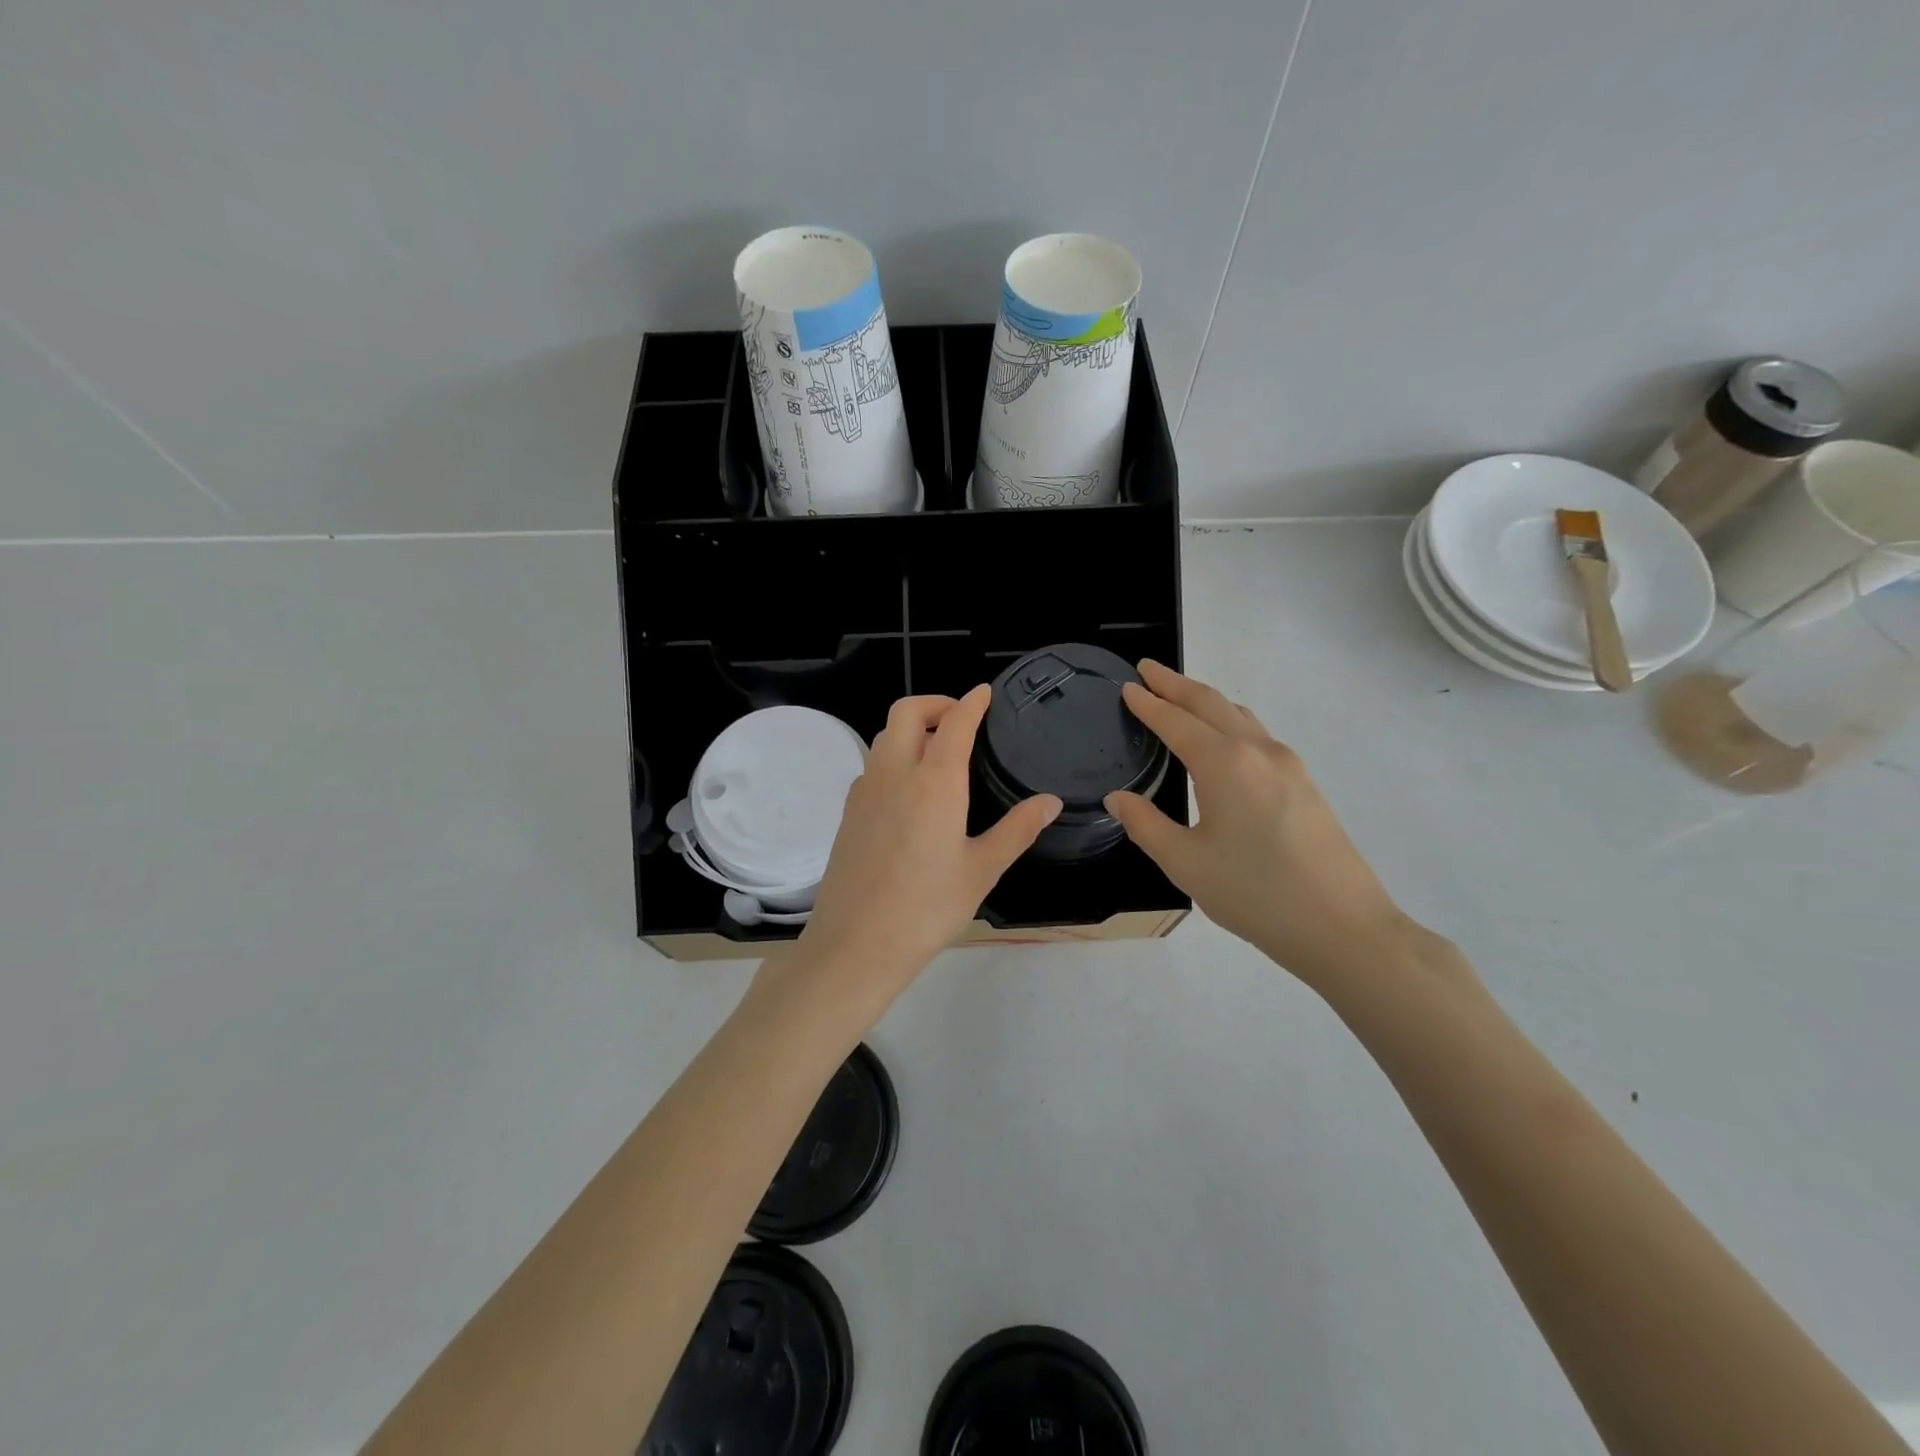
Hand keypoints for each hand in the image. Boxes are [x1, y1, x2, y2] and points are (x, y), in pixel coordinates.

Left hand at [761, 687, 1059, 1033]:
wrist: (856, 945)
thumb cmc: (927, 908)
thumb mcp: (982, 870)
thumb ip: (1017, 830)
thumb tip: (1050, 801)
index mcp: (934, 781)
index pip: (955, 723)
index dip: (972, 702)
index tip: (985, 693)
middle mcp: (894, 774)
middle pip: (906, 712)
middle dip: (935, 703)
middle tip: (960, 719)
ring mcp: (864, 791)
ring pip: (884, 736)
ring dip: (911, 729)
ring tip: (938, 752)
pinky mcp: (848, 812)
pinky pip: (872, 766)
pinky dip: (893, 757)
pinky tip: (910, 790)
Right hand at [1105, 661, 1421, 990]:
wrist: (1343, 927)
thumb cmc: (1255, 894)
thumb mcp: (1185, 863)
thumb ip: (1145, 825)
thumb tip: (1118, 798)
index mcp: (1225, 764)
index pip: (1176, 722)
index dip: (1149, 703)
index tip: (1128, 686)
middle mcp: (1258, 752)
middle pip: (1211, 704)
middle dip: (1176, 684)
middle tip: (1148, 670)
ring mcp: (1289, 765)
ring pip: (1240, 716)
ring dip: (1206, 701)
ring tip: (1180, 698)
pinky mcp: (1305, 784)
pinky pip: (1258, 735)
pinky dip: (1230, 723)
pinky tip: (1224, 741)